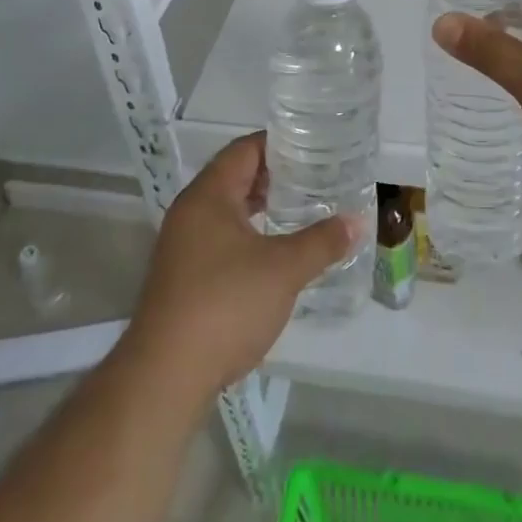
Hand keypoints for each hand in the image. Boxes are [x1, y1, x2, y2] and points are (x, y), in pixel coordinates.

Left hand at [126, 133, 355, 399]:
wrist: (165, 378)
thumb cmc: (225, 305)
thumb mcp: (283, 270)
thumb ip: (321, 242)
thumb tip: (356, 222)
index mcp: (208, 195)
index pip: (245, 149)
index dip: (279, 143)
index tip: (313, 145)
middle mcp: (190, 212)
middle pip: (235, 177)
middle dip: (275, 176)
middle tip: (316, 177)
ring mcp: (182, 246)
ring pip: (228, 211)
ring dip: (262, 208)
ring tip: (302, 210)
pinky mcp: (183, 278)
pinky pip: (221, 239)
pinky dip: (249, 235)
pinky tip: (275, 253)